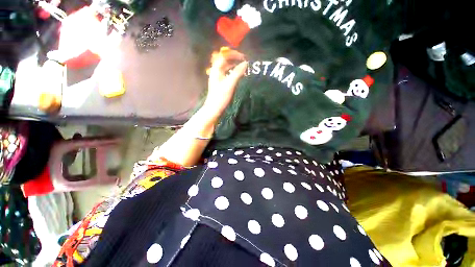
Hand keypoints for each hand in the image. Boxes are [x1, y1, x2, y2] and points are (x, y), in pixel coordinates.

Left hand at [203, 48, 247, 119]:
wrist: (214, 108)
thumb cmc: (221, 96)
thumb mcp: (230, 84)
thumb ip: (237, 73)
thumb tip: (245, 63)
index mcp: (216, 69)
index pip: (224, 56)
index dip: (234, 54)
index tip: (243, 56)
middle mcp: (216, 71)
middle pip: (225, 60)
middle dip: (234, 58)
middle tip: (244, 60)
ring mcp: (217, 77)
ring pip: (226, 67)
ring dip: (234, 65)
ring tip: (243, 66)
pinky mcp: (220, 83)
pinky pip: (227, 73)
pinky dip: (233, 72)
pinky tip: (238, 74)